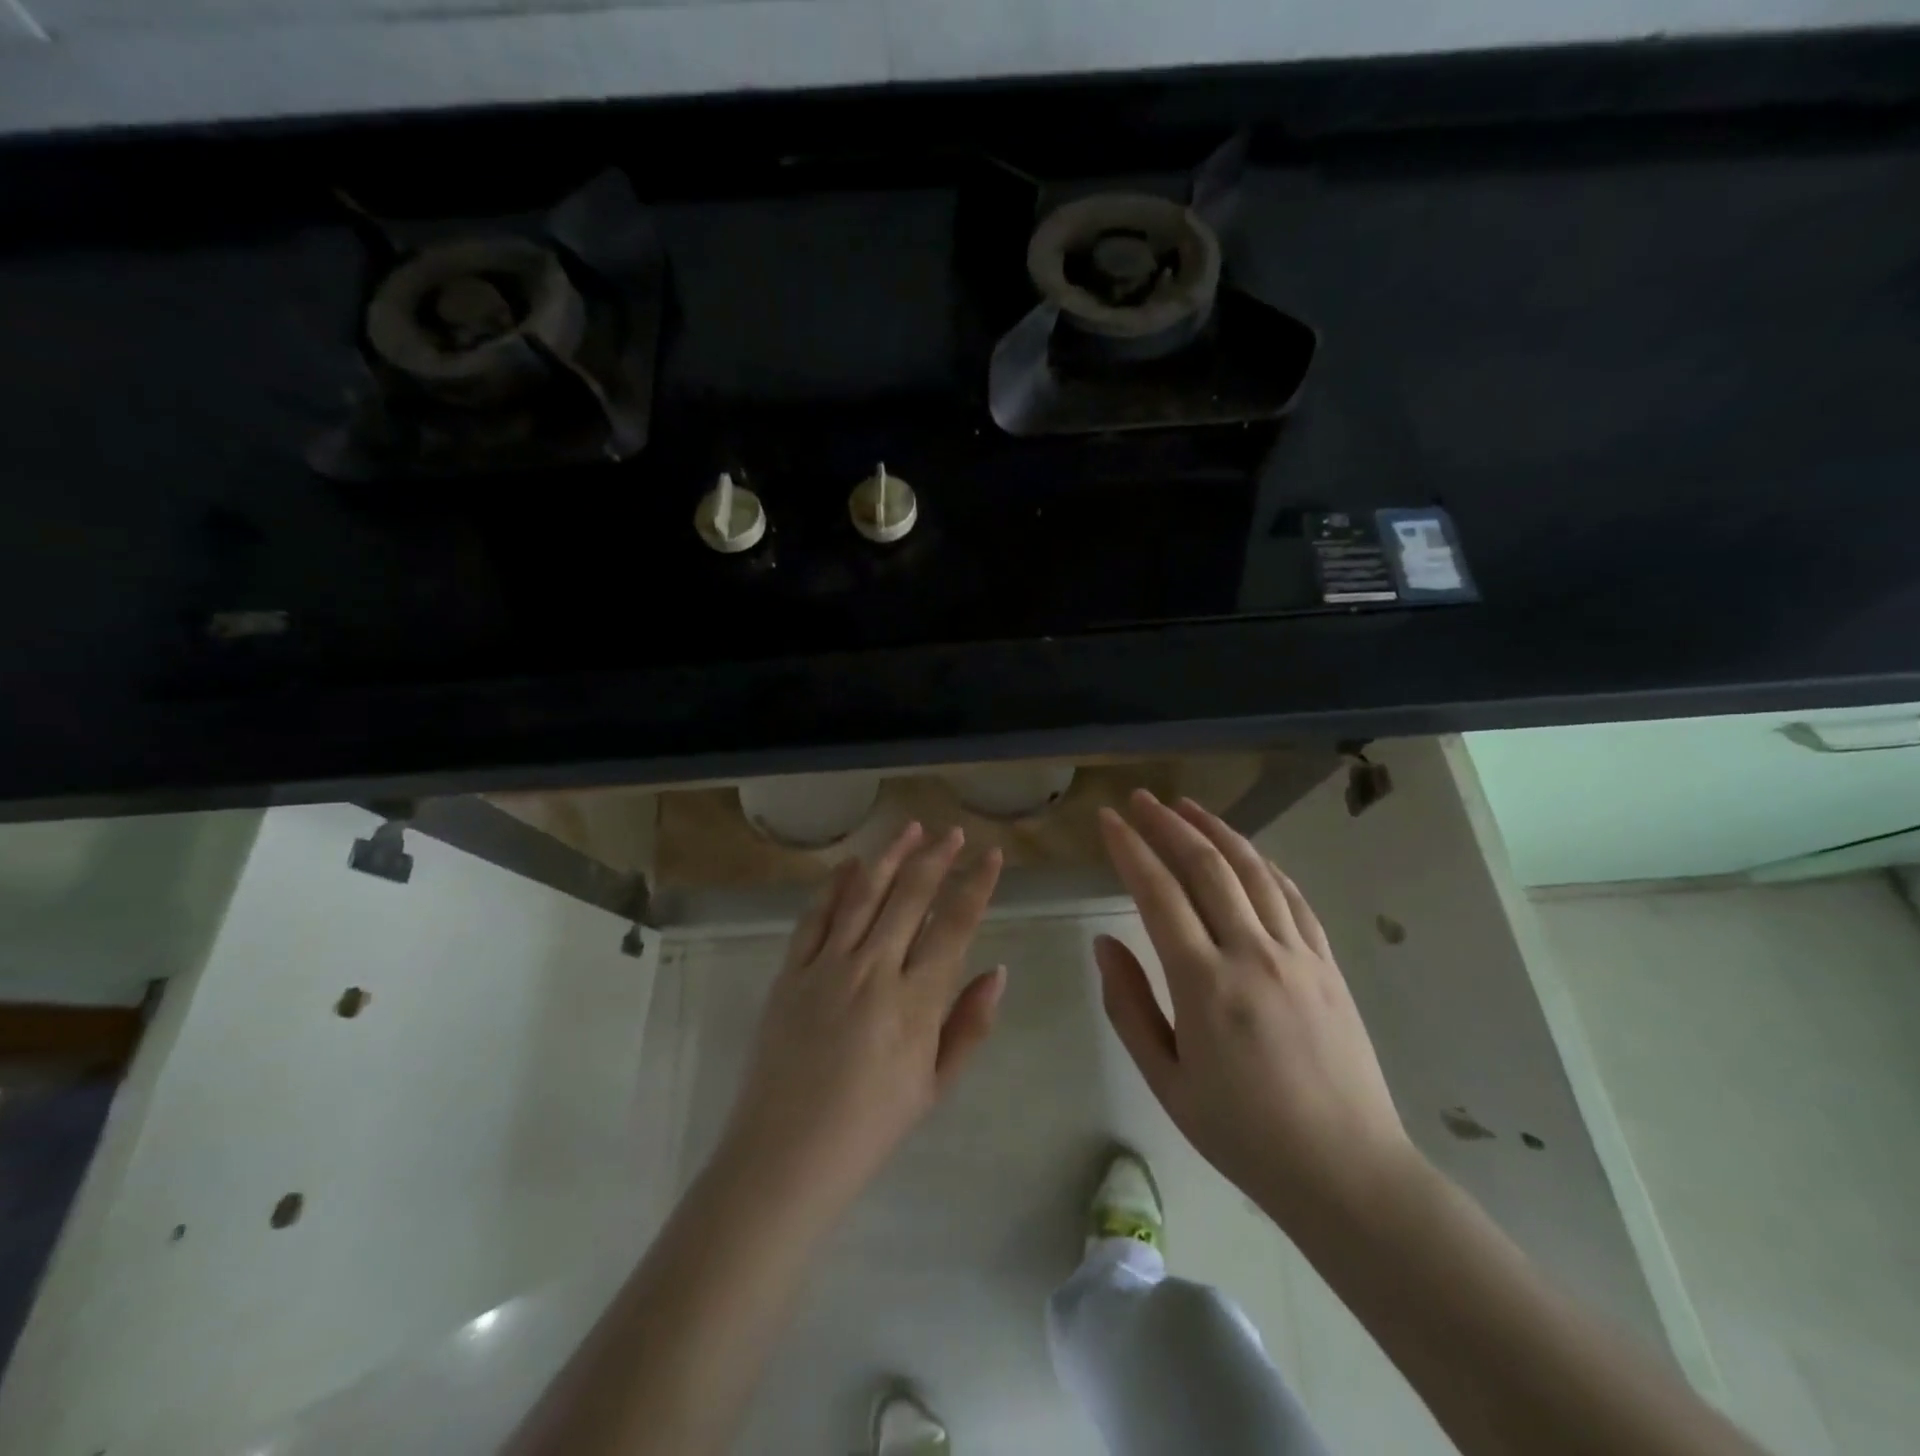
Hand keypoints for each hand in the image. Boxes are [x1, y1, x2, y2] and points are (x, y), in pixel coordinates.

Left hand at [717, 822, 1005, 1217]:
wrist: (785, 1155)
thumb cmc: (870, 1128)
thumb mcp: (934, 1086)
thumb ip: (969, 1025)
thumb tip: (998, 971)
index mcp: (915, 1002)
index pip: (955, 925)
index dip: (976, 884)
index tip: (991, 855)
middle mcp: (873, 970)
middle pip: (911, 896)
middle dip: (937, 857)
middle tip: (953, 832)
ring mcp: (826, 967)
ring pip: (864, 894)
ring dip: (890, 856)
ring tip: (911, 828)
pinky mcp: (790, 972)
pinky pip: (815, 917)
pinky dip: (834, 885)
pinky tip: (850, 864)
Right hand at [1095, 791, 1417, 1232]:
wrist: (1347, 1173)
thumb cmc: (1243, 1134)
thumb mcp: (1166, 1081)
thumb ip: (1129, 1005)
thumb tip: (1104, 942)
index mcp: (1204, 984)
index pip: (1158, 893)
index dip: (1130, 849)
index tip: (1108, 819)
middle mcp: (1252, 954)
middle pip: (1206, 866)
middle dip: (1168, 825)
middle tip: (1140, 799)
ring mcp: (1297, 954)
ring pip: (1253, 870)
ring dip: (1216, 830)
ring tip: (1187, 806)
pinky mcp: (1328, 964)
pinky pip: (1292, 897)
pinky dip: (1263, 863)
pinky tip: (1246, 851)